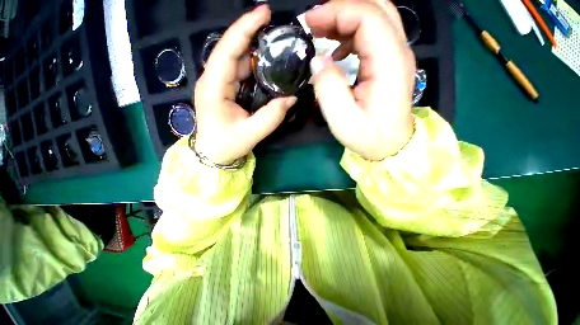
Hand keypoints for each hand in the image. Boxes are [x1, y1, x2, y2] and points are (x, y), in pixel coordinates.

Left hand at [194, 5, 296, 164]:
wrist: (213, 154)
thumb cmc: (226, 145)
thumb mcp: (251, 133)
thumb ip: (271, 117)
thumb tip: (291, 98)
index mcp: (214, 86)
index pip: (228, 49)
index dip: (245, 28)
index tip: (265, 12)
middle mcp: (213, 79)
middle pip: (232, 49)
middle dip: (253, 35)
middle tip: (278, 31)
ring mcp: (218, 84)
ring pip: (237, 60)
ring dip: (255, 51)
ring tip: (276, 46)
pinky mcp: (224, 90)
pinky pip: (240, 72)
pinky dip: (254, 66)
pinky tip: (267, 66)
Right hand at [305, 0, 415, 160]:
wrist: (391, 145)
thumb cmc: (368, 137)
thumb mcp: (343, 119)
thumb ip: (329, 88)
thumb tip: (317, 59)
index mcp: (389, 63)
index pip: (367, 16)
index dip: (336, 11)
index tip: (309, 22)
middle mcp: (398, 52)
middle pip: (375, 7)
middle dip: (341, 9)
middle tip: (314, 24)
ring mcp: (396, 56)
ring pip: (375, 18)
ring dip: (345, 18)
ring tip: (320, 33)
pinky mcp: (390, 63)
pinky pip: (373, 35)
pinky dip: (351, 34)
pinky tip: (336, 51)